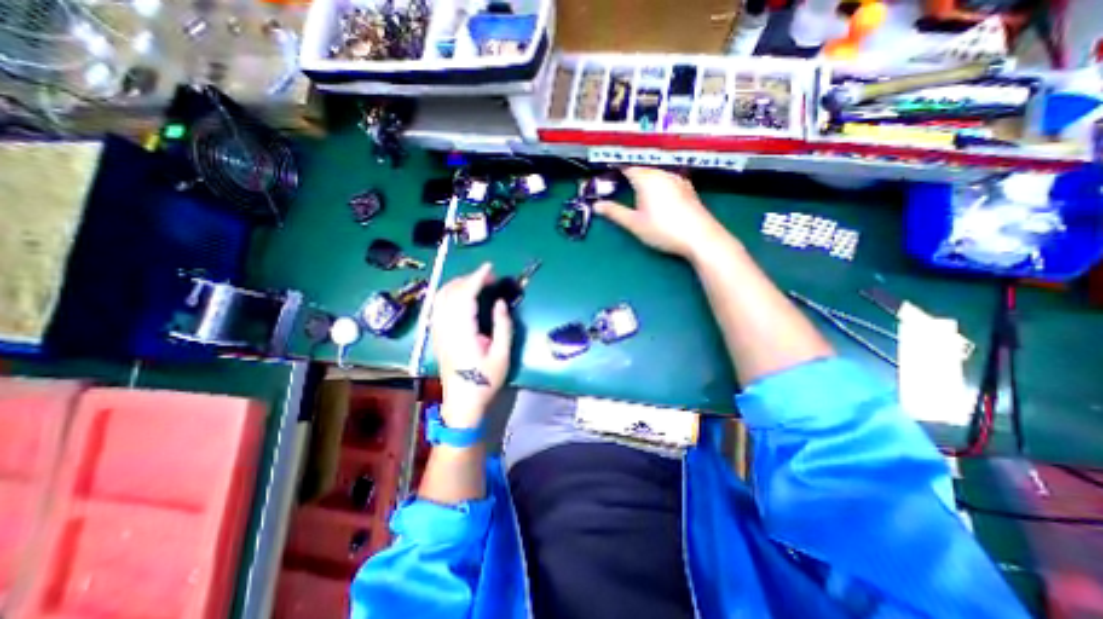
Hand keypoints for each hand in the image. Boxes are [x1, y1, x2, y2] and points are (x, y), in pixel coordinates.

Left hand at [433, 262, 514, 430]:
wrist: (462, 403)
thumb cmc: (485, 381)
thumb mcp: (502, 356)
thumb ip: (503, 326)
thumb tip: (500, 302)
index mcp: (462, 333)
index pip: (465, 296)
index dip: (476, 278)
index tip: (489, 267)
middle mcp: (445, 328)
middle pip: (450, 292)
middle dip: (468, 278)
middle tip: (488, 277)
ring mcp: (437, 331)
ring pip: (440, 298)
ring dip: (457, 284)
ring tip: (476, 283)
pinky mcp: (436, 335)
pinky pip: (438, 307)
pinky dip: (449, 294)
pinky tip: (460, 295)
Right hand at [596, 166, 724, 257]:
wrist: (700, 237)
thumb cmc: (663, 230)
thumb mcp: (634, 223)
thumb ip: (614, 212)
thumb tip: (596, 205)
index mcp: (646, 177)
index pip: (626, 165)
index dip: (614, 167)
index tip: (604, 171)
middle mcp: (661, 172)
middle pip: (641, 165)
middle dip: (628, 170)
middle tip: (616, 179)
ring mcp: (676, 177)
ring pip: (655, 170)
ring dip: (643, 174)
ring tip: (633, 184)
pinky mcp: (686, 186)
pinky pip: (666, 176)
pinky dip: (656, 180)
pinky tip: (656, 191)